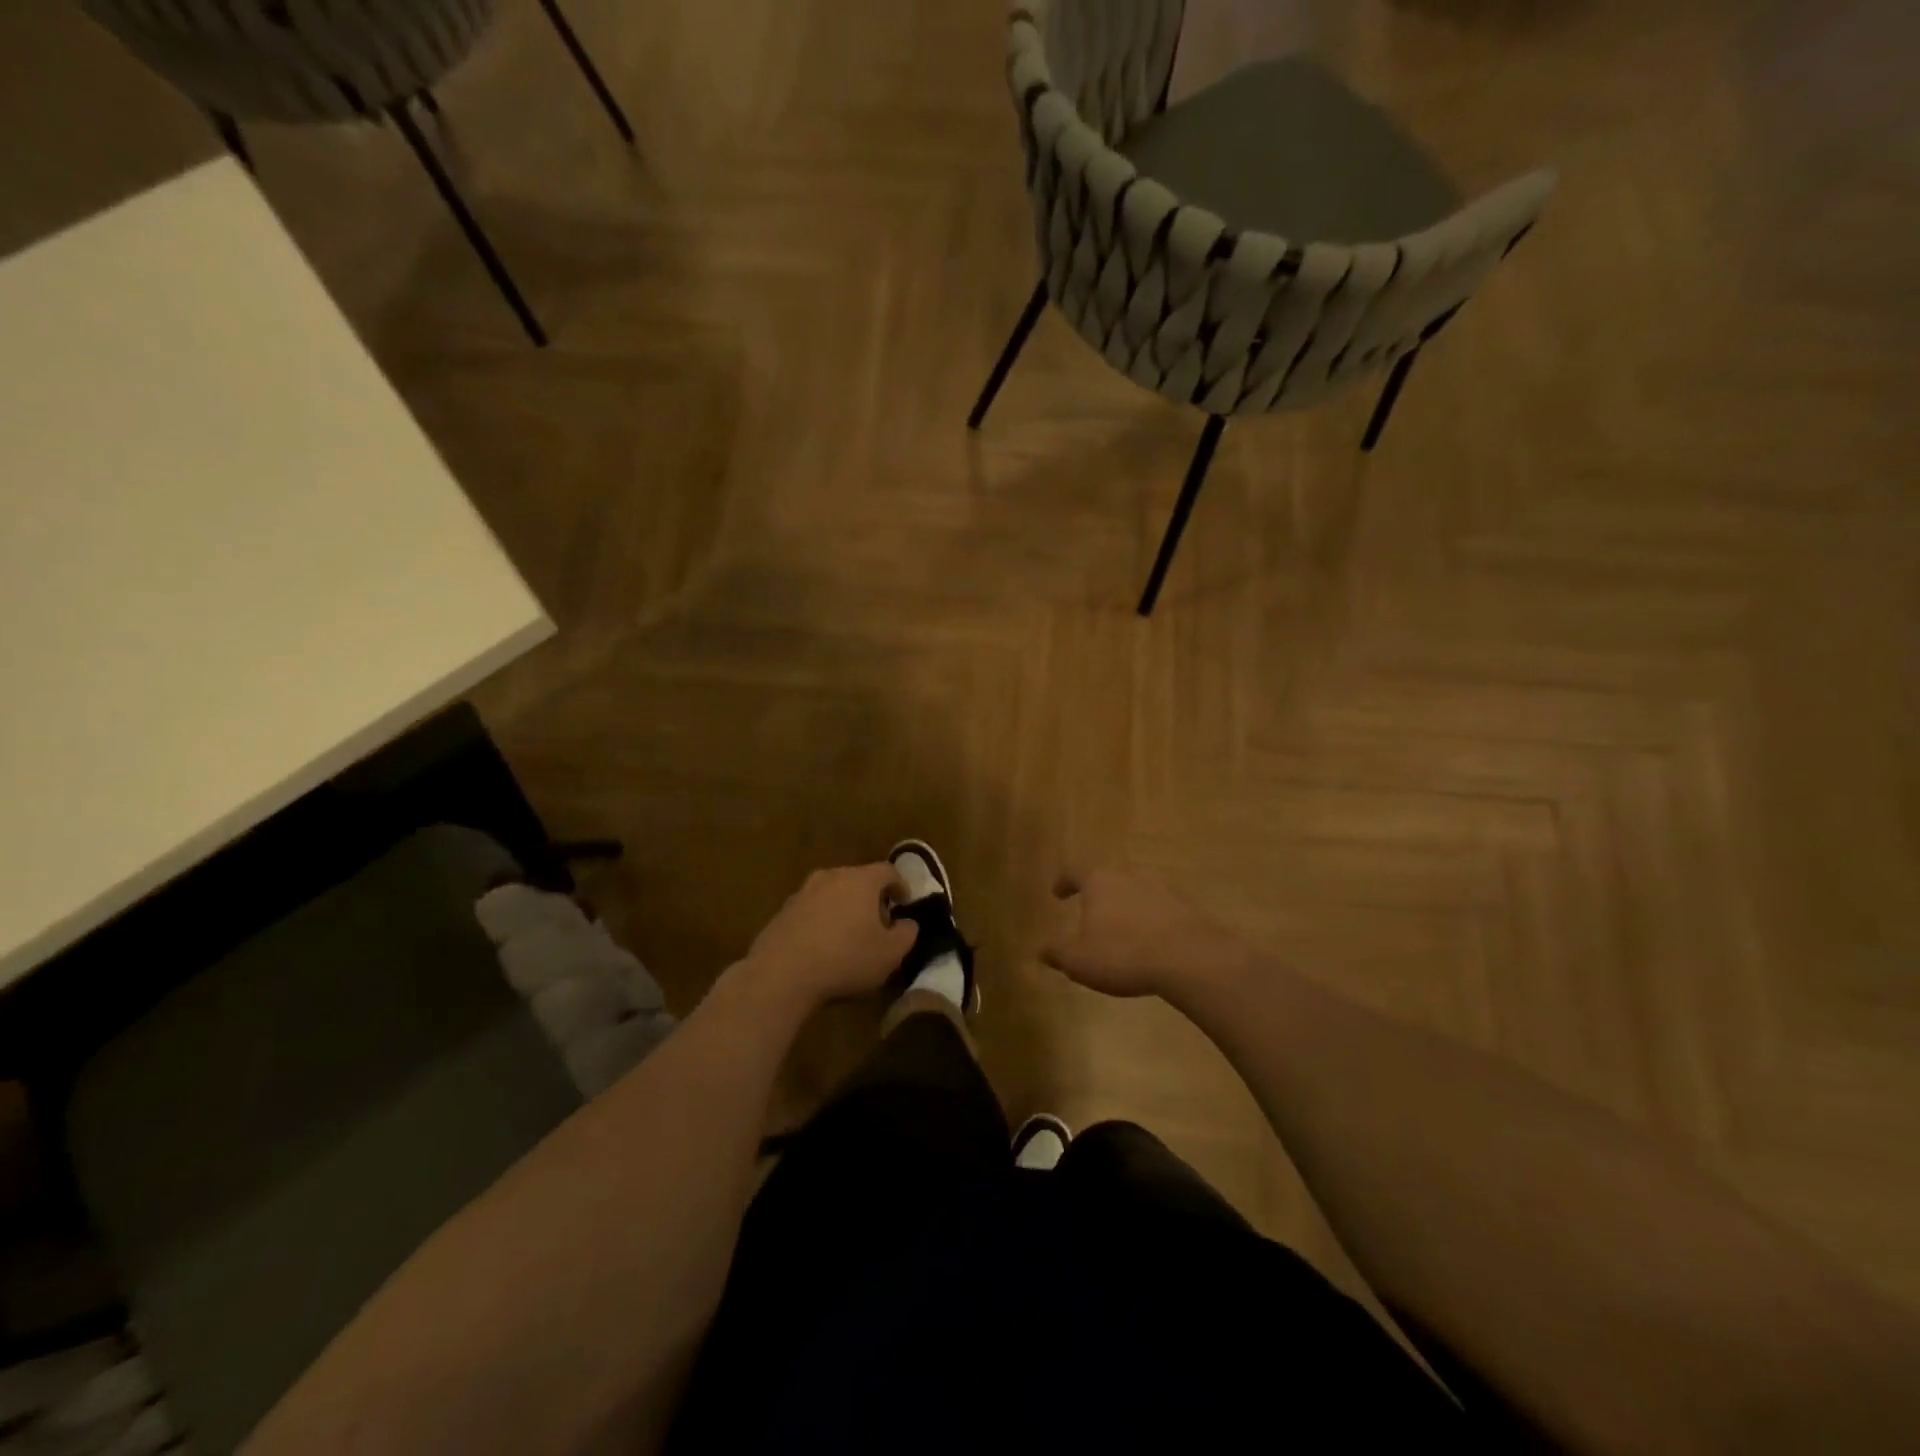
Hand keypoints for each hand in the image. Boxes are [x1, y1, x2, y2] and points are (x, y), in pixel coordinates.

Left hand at [745, 864, 917, 1007]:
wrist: (781, 974)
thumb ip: (907, 934)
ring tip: (849, 936)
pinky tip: (822, 947)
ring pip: (832, 894)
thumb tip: (907, 923)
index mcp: (861, 880)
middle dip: (871, 898)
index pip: (888, 871)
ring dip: (844, 909)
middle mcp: (831, 876)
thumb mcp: (890, 954)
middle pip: (858, 879)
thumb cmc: (845, 959)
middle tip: (878, 923)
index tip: (905, 903)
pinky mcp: (782, 912)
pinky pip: (811, 911)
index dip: (900, 885)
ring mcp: (803, 892)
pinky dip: (821, 922)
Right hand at [1041, 866, 1240, 1000]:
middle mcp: (1129, 874)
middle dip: (1098, 895)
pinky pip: (1160, 908)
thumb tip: (1042, 950)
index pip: (1074, 872)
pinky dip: (1151, 920)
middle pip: (1108, 879)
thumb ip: (1058, 954)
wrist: (1190, 958)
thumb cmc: (1123, 954)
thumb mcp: (1079, 961)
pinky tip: (1150, 942)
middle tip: (1092, 914)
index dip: (1064, 882)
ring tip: (1123, 930)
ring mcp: (1161, 886)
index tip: (1057, 893)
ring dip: (1127, 907)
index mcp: (1098, 881)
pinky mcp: (1186, 905)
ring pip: (1136, 891)